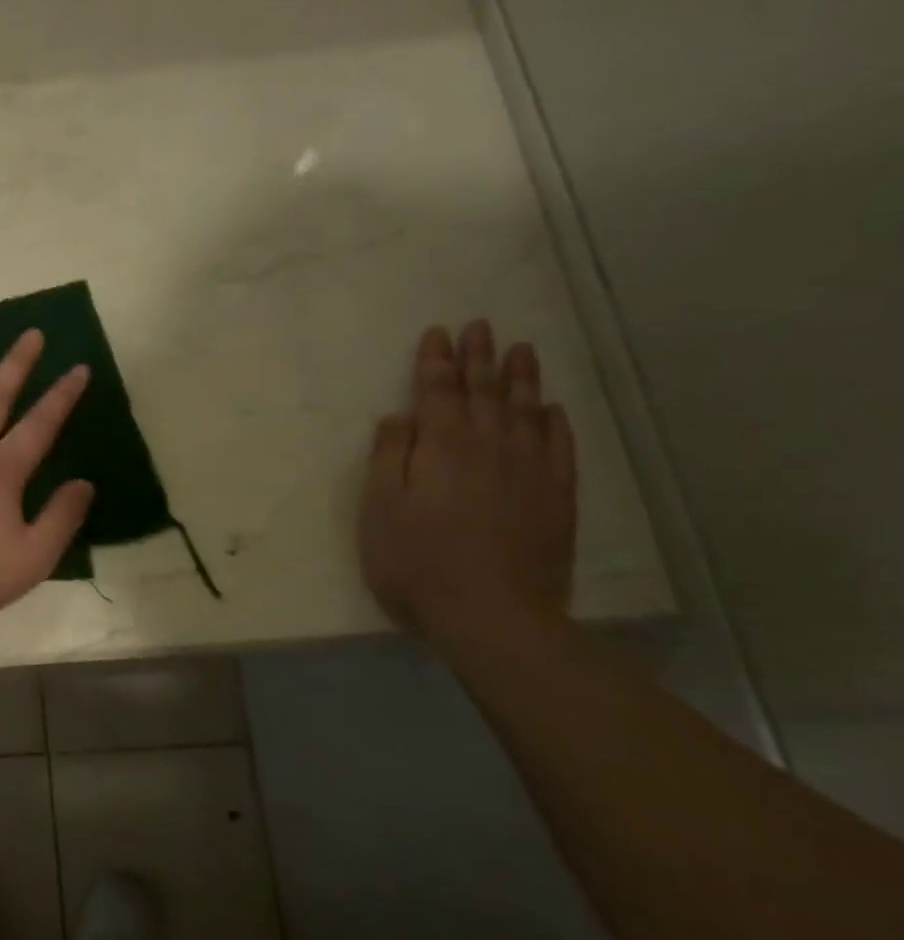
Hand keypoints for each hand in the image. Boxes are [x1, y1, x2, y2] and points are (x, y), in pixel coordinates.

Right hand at [358, 320, 576, 645]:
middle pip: (485, 392)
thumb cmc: (416, 560)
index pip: (437, 391)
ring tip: (520, 349)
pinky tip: (552, 409)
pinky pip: (559, 447)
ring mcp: (529, 470)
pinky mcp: (556, 497)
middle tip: (479, 326)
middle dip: (478, 358)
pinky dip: (555, 422)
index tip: (437, 333)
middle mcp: (489, 446)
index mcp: (441, 446)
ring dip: (520, 378)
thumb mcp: (380, 507)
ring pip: (526, 411)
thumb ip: (388, 456)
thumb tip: (399, 416)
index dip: (435, 361)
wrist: (492, 614)